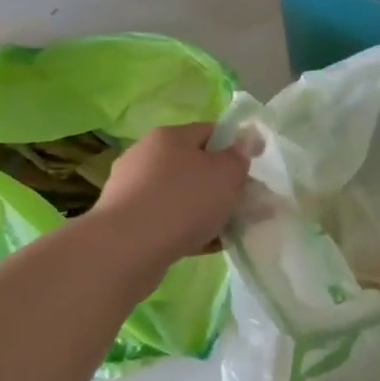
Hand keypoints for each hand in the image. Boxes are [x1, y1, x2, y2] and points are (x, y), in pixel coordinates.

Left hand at [95, 122, 252, 266]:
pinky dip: (187, 230)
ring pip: (181, 196)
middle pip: (194, 166)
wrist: (127, 248)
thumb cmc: (184, 200)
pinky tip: (207, 247)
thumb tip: (245, 141)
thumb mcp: (226, 174)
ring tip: (229, 231)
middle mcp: (146, 156)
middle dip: (221, 185)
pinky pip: (166, 221)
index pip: (210, 131)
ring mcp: (132, 190)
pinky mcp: (126, 222)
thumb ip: (239, 157)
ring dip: (205, 211)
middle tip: (244, 204)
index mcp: (169, 137)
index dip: (236, 147)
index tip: (254, 169)